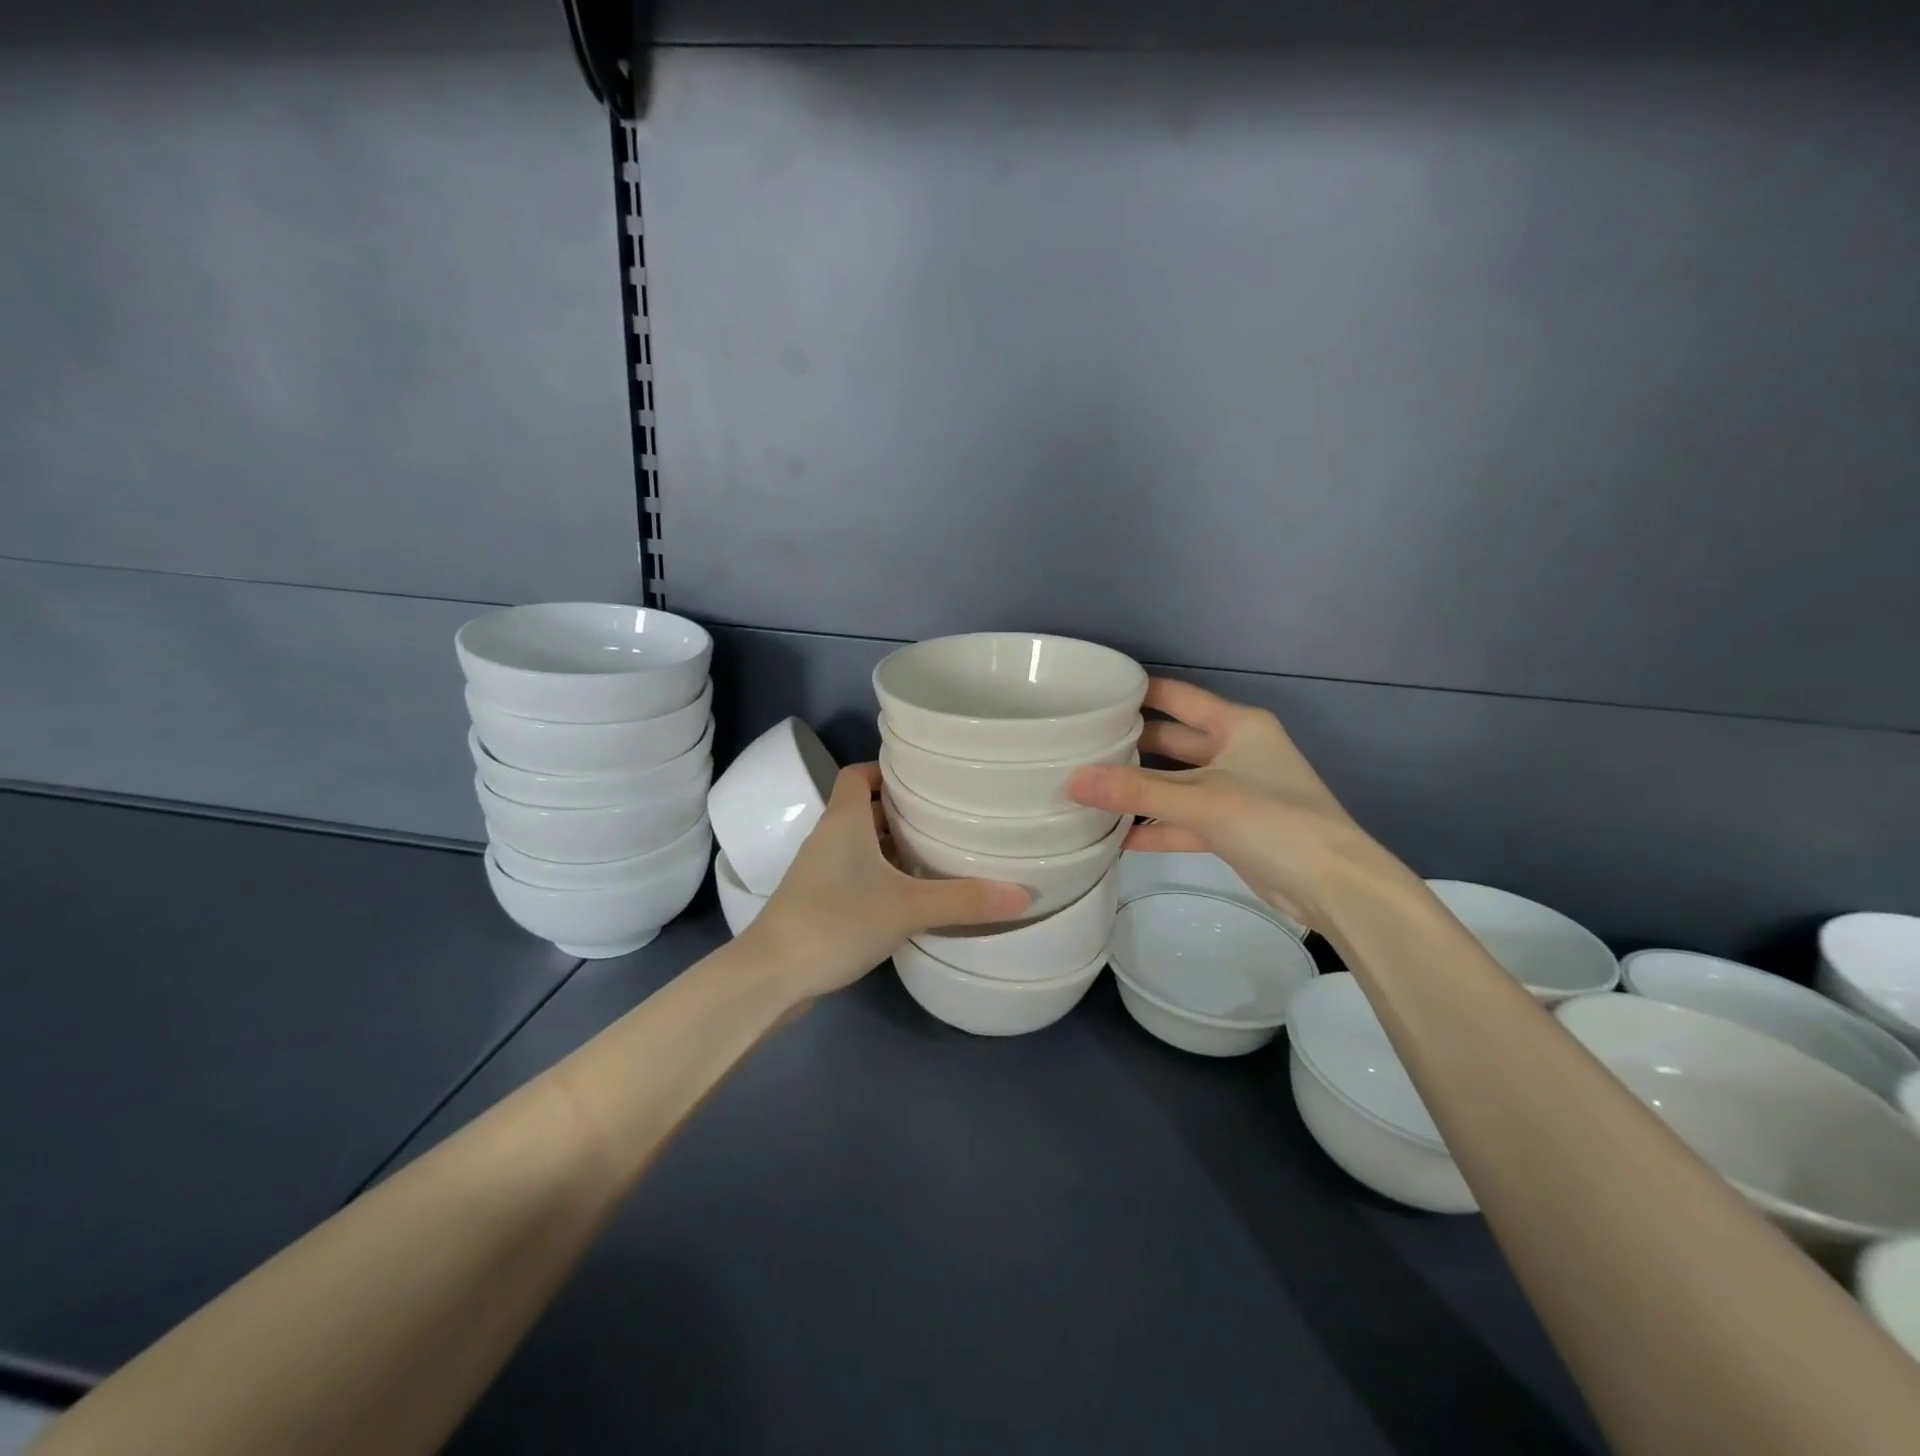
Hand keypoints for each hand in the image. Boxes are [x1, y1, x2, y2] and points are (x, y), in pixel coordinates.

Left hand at [740, 763, 1029, 998]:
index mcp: (844, 820)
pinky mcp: (818, 902)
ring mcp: (819, 872)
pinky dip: (881, 876)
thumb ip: (964, 900)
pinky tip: (911, 896)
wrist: (771, 976)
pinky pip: (855, 874)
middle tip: (947, 816)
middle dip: (902, 810)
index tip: (926, 778)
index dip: (887, 769)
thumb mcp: (907, 908)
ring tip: (937, 853)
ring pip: (861, 845)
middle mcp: (829, 837)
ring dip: (893, 846)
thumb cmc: (835, 921)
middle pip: (865, 808)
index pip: (859, 774)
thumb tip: (1024, 895)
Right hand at [1067, 679, 1401, 931]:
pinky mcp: (1229, 828)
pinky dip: (1154, 828)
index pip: (1176, 697)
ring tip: (1085, 791)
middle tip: (1075, 748)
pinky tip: (1114, 838)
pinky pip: (1182, 820)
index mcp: (1236, 725)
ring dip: (1137, 792)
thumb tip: (1072, 780)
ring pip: (1173, 784)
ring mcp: (1231, 791)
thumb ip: (1136, 792)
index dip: (1135, 693)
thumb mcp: (1201, 801)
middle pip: (1169, 741)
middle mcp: (1234, 750)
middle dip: (1127, 747)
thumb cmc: (1273, 821)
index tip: (1089, 695)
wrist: (1333, 885)